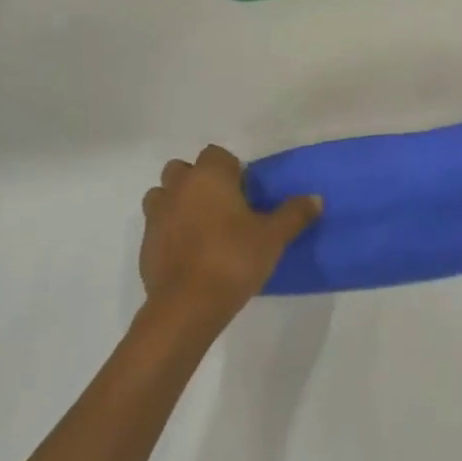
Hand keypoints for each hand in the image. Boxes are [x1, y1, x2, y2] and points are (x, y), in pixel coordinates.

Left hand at [141, 145, 320, 325]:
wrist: (186, 306)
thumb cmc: (233, 259)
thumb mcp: (273, 237)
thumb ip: (294, 214)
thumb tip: (316, 198)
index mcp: (209, 176)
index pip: (216, 154)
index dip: (231, 169)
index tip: (245, 193)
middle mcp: (178, 187)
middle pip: (183, 170)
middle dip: (199, 181)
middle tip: (223, 207)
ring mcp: (156, 215)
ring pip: (163, 195)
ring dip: (178, 203)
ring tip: (202, 227)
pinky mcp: (145, 244)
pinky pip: (157, 226)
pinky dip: (169, 231)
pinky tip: (189, 254)